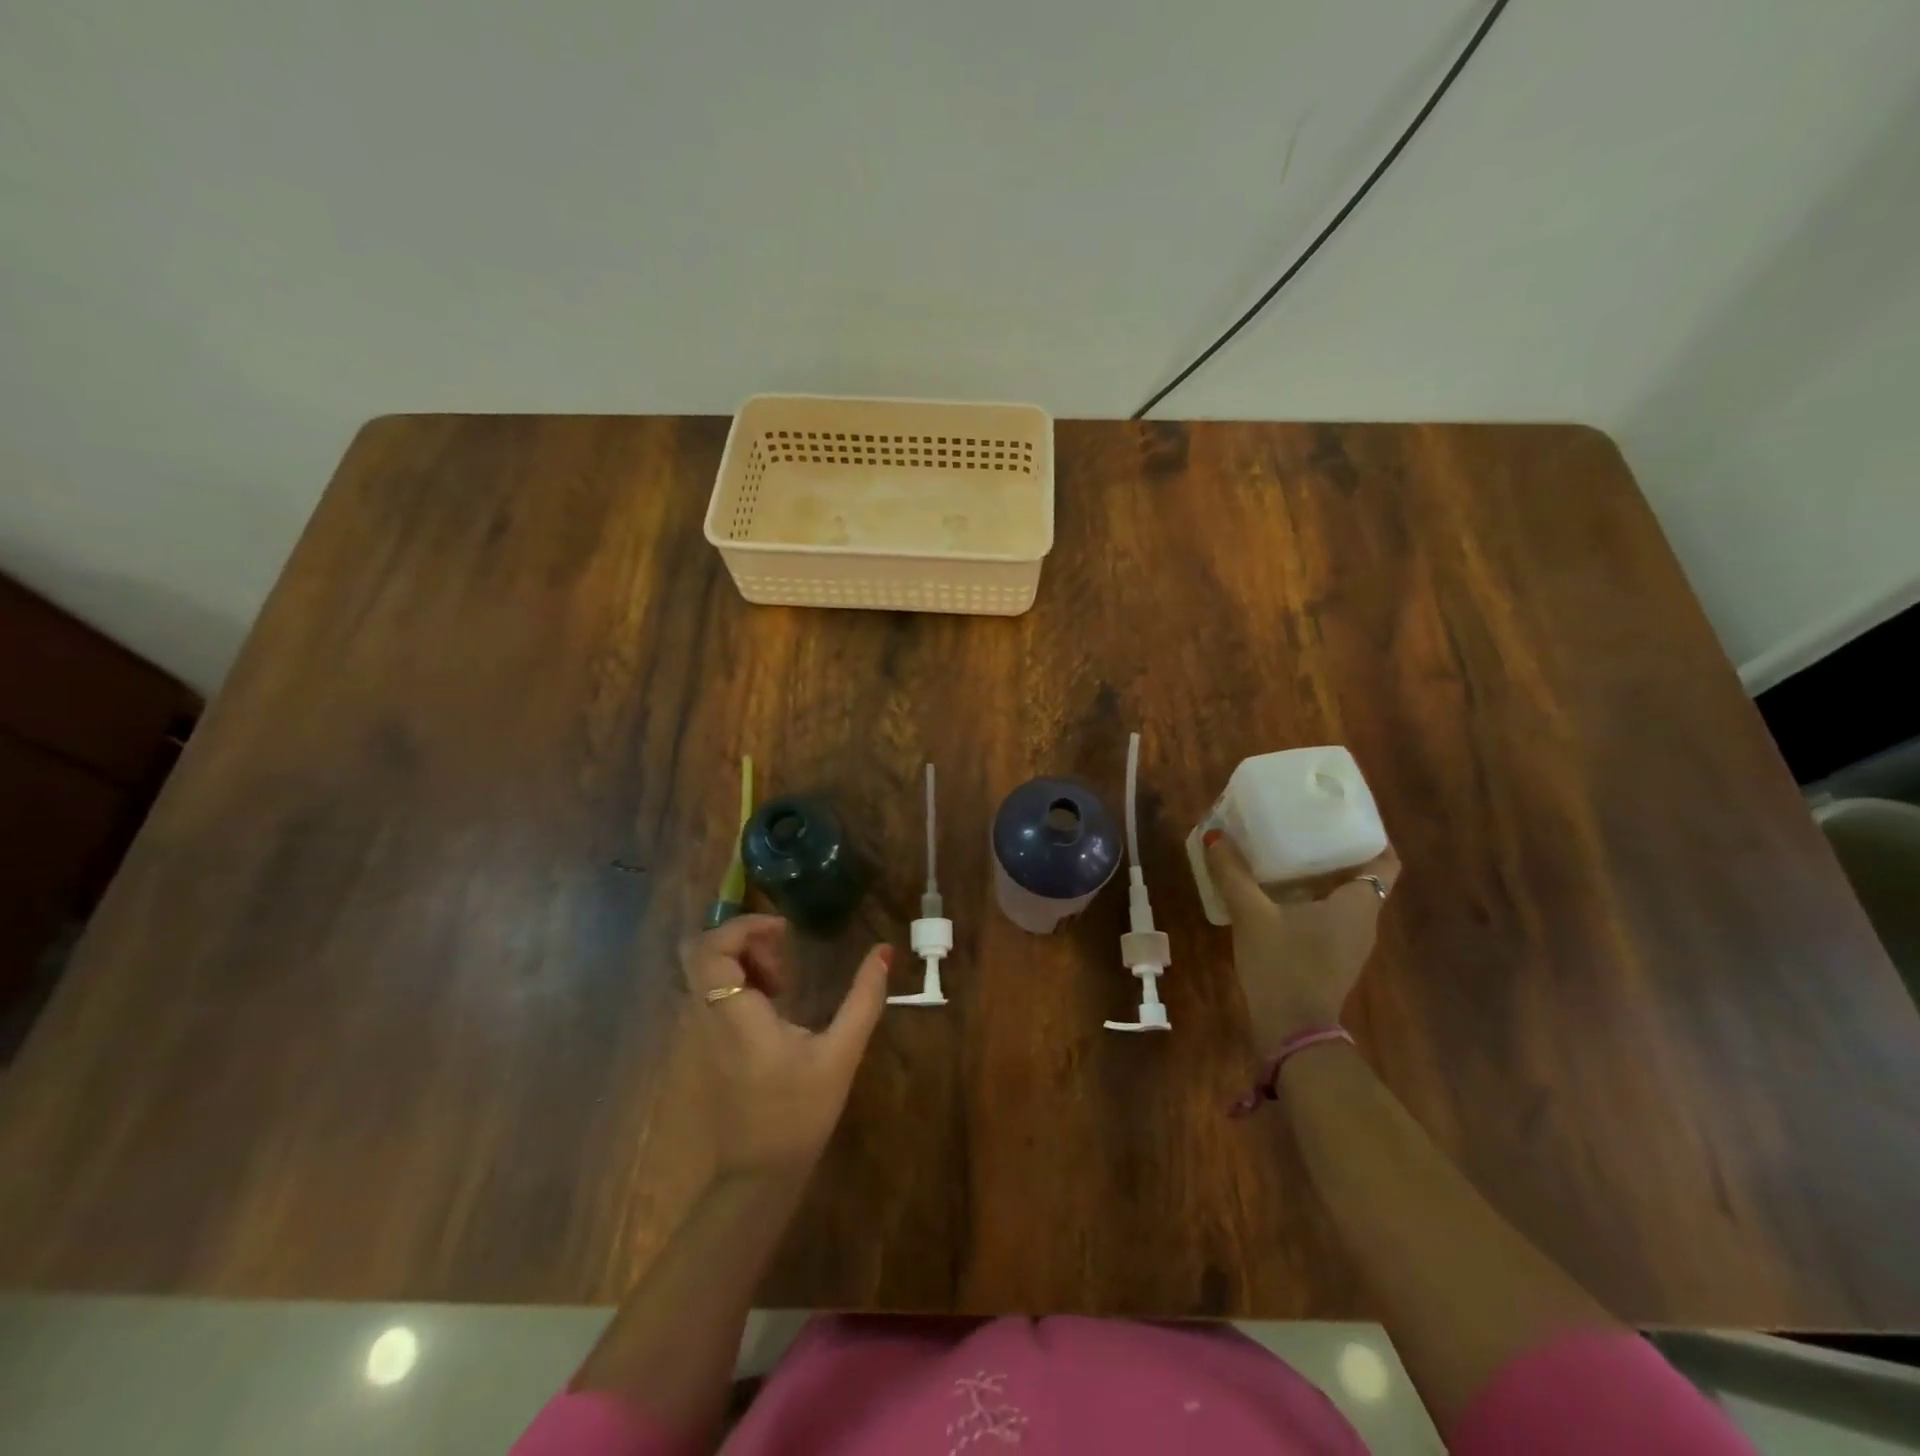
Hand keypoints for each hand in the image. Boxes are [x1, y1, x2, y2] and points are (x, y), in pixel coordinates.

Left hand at [680, 915, 891, 1180]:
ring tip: (783, 980)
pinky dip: (737, 982)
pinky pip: (710, 993)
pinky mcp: (705, 1046)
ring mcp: (700, 1033)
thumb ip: (863, 999)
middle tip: (781, 953)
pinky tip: (773, 1004)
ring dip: (741, 960)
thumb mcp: (840, 1054)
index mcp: (735, 1015)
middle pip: (700, 952)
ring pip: (704, 972)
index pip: (711, 949)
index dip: (743, 926)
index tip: (784, 931)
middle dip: (740, 938)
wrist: (758, 1176)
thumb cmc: (799, 1113)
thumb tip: (883, 951)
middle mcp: (706, 1018)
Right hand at [1202, 831, 1399, 1048]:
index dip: (1370, 834)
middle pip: (1361, 874)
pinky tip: (1276, 892)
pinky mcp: (1332, 958)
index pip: (1385, 860)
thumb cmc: (1283, 965)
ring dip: (1321, 874)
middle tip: (1304, 824)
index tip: (1343, 813)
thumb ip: (1233, 874)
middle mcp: (1363, 921)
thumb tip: (1215, 835)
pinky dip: (1311, 898)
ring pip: (1343, 897)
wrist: (1291, 1031)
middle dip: (1336, 849)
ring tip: (1286, 850)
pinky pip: (1329, 916)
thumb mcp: (1252, 915)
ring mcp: (1350, 944)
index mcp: (1358, 905)